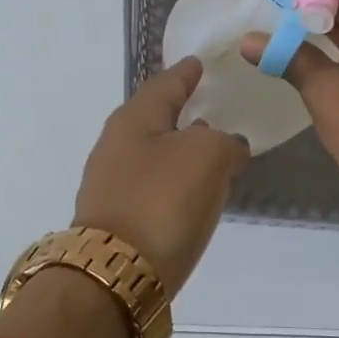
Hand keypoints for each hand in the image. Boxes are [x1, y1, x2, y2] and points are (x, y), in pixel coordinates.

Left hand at [73, 57, 249, 293]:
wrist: (118, 275)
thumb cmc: (162, 201)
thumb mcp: (207, 157)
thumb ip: (224, 142)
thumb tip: (226, 145)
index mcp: (134, 119)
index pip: (166, 83)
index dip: (187, 72)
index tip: (200, 62)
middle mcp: (116, 145)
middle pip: (156, 118)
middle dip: (184, 111)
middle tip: (214, 105)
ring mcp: (112, 183)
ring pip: (155, 153)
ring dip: (182, 149)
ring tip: (214, 149)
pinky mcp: (117, 218)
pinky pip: (154, 185)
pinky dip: (176, 180)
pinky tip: (195, 191)